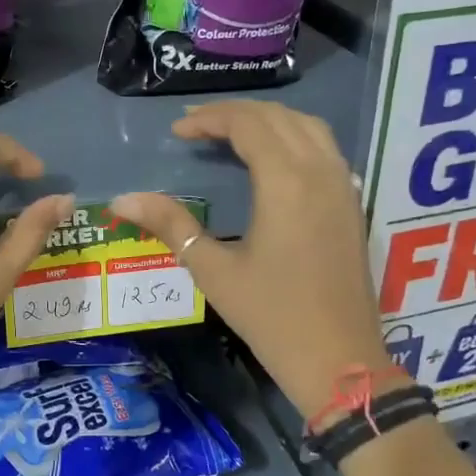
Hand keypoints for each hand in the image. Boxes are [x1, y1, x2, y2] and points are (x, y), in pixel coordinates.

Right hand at [111, 101, 403, 419]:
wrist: (339, 361)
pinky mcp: (353, 206)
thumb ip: (171, 225)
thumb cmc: (272, 316)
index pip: (248, 124)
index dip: (210, 119)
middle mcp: (321, 172)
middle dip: (236, 114)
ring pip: (309, 128)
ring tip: (232, 135)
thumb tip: (122, 199)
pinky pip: (326, 150)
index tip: (177, 132)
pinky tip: (274, 161)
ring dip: (269, 121)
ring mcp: (344, 187)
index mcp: (286, 182)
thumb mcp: (214, 270)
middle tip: (197, 127)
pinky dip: (295, 139)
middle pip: (279, 117)